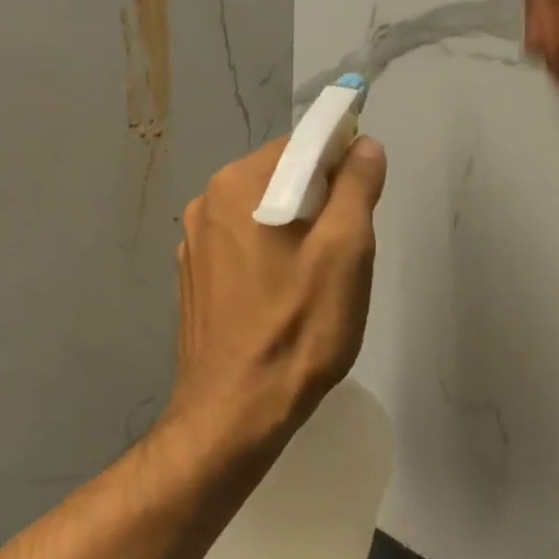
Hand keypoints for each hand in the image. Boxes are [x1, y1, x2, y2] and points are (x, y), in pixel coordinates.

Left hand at [162, 136, 386, 458]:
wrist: (234, 413)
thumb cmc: (298, 330)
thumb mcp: (345, 253)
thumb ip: (356, 188)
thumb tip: (363, 145)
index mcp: (238, 185)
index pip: (301, 145)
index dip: (341, 163)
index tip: (363, 202)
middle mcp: (206, 203)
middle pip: (280, 178)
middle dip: (320, 203)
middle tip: (345, 252)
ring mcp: (194, 244)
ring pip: (262, 214)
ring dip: (296, 231)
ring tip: (317, 281)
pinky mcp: (194, 279)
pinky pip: (242, 246)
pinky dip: (270, 256)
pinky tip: (283, 298)